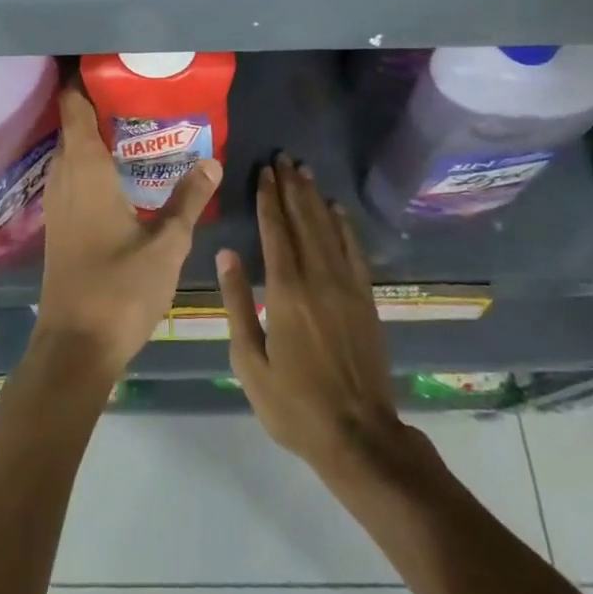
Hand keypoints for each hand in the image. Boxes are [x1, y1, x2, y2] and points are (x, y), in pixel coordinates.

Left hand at [33, 79, 222, 381]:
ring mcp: (57, 204)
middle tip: (136, 93)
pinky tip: (118, 173)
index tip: (106, 64)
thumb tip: (212, 160)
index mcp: (85, 172)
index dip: (81, 82)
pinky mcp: (59, 225)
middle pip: (71, 127)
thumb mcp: (166, 244)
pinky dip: (90, 162)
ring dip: (92, 136)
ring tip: (132, 124)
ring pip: (70, 154)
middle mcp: (64, 179)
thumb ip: (188, 200)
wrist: (74, 348)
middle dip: (96, 106)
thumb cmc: (119, 289)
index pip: (74, 109)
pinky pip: (71, 176)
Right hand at [218, 155, 404, 477]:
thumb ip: (236, 304)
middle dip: (291, 187)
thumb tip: (226, 255)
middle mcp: (318, 278)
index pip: (275, 231)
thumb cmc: (294, 404)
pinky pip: (354, 251)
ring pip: (328, 229)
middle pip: (303, 221)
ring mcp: (346, 287)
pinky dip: (345, 226)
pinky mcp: (366, 299)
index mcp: (285, 292)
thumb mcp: (250, 362)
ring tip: (305, 171)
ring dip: (315, 198)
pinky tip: (337, 209)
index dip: (268, 198)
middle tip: (284, 157)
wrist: (359, 436)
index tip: (264, 171)